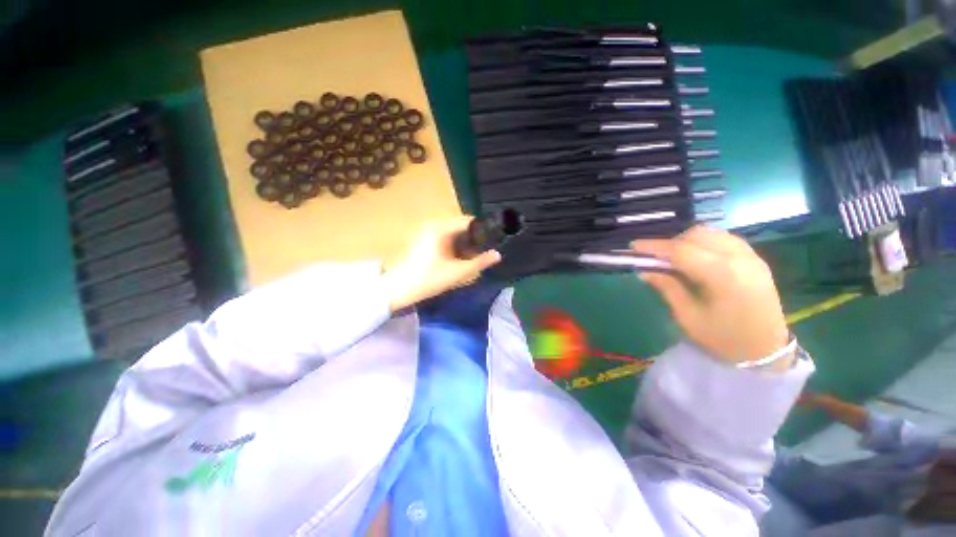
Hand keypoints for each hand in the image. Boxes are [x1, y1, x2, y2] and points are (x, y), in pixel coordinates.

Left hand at [382, 216, 501, 311]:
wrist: (398, 288)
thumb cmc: (428, 279)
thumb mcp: (457, 272)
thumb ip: (479, 262)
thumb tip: (498, 255)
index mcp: (441, 228)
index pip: (470, 221)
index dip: (484, 231)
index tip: (495, 242)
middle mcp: (434, 225)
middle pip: (463, 227)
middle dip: (475, 239)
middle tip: (485, 253)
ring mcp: (428, 232)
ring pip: (455, 233)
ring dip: (466, 244)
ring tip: (475, 258)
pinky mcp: (425, 240)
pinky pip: (446, 238)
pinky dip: (456, 246)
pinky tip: (460, 259)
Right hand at [631, 226, 789, 366]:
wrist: (767, 351)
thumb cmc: (724, 339)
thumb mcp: (688, 317)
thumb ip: (667, 288)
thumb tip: (644, 271)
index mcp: (723, 276)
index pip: (681, 251)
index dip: (654, 247)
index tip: (633, 247)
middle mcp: (740, 258)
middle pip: (696, 235)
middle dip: (670, 243)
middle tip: (654, 258)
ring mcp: (751, 256)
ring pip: (711, 233)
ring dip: (686, 240)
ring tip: (673, 258)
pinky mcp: (755, 259)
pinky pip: (723, 238)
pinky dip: (703, 242)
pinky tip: (695, 257)